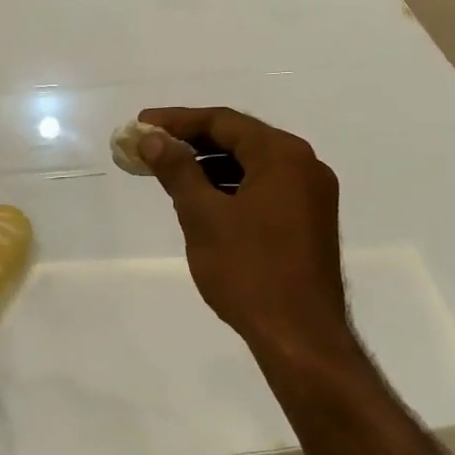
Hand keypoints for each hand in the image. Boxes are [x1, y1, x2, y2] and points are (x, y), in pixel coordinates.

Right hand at [137, 107, 353, 360]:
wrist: (299, 334)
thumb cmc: (248, 270)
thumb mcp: (203, 216)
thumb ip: (177, 170)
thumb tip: (153, 139)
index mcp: (283, 155)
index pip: (223, 121)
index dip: (177, 120)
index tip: (141, 124)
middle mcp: (305, 165)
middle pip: (240, 139)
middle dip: (192, 142)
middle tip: (150, 147)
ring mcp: (312, 194)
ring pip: (253, 165)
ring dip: (211, 166)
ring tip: (170, 173)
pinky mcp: (310, 221)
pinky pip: (265, 188)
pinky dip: (232, 187)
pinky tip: (204, 200)